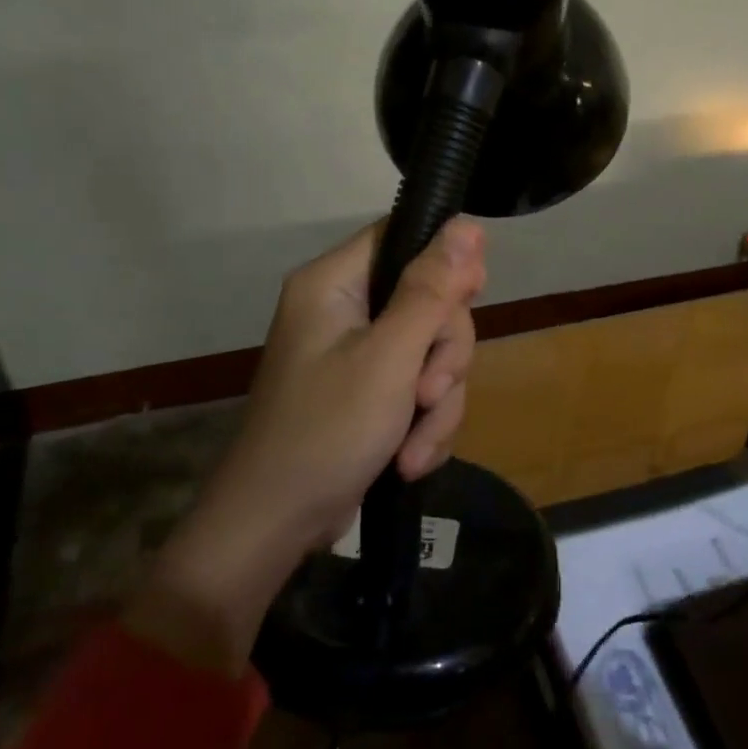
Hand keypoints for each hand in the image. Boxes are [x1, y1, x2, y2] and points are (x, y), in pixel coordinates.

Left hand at [127, 219, 485, 675]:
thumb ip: (431, 291)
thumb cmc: (326, 432)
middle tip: (428, 395)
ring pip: (432, 352)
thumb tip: (468, 223)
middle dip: (443, 357)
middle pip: (430, 302)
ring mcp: (358, 354)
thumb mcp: (388, 359)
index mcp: (335, 283)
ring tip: (414, 447)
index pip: (404, 238)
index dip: (447, 264)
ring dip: (436, 404)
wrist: (275, 525)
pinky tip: (410, 459)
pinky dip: (423, 425)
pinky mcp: (369, 393)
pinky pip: (420, 389)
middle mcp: (346, 309)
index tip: (471, 300)